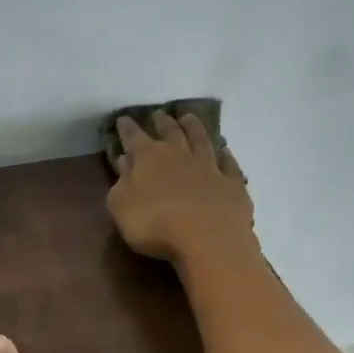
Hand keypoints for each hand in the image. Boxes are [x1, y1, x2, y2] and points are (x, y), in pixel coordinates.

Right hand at [106, 110, 256, 262]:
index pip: (133, 137)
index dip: (127, 128)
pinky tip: (224, 151)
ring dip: (194, 127)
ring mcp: (209, 167)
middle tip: (159, 114)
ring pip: (201, 140)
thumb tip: (124, 162)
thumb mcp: (121, 206)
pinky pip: (229, 163)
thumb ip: (121, 183)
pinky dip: (225, 155)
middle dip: (162, 122)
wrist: (206, 238)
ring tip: (189, 118)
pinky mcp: (232, 183)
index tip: (123, 119)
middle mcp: (179, 155)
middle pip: (170, 132)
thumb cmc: (154, 223)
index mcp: (148, 158)